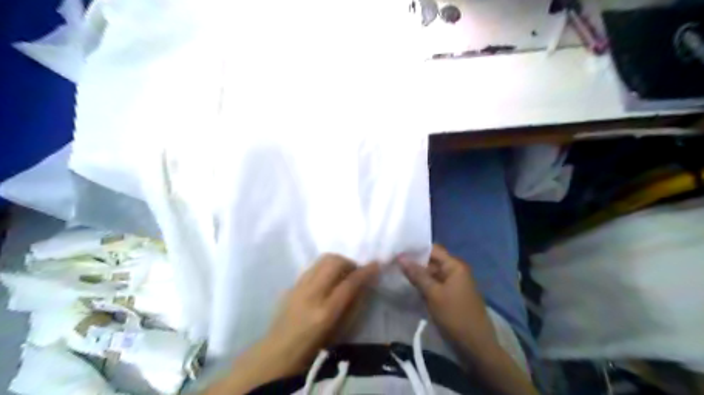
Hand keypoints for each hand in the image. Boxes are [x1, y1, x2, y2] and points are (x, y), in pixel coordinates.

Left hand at [267, 255, 379, 371]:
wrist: (279, 352)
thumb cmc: (314, 348)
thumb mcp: (339, 332)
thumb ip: (353, 306)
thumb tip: (365, 284)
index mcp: (326, 312)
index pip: (350, 283)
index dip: (365, 271)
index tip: (376, 265)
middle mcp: (311, 294)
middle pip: (334, 262)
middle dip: (350, 262)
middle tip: (356, 272)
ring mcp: (299, 287)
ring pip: (322, 259)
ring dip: (337, 262)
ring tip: (342, 273)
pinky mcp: (292, 284)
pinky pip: (313, 266)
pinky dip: (325, 267)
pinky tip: (327, 279)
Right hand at [399, 245, 496, 356]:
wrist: (476, 346)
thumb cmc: (455, 316)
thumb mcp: (433, 294)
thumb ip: (417, 275)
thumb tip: (401, 257)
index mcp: (455, 266)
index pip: (433, 250)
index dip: (416, 250)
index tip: (397, 251)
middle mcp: (456, 271)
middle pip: (432, 261)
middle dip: (415, 263)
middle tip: (394, 264)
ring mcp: (454, 284)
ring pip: (433, 274)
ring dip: (419, 276)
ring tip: (398, 274)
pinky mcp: (452, 296)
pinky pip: (436, 285)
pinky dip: (425, 286)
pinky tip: (410, 288)